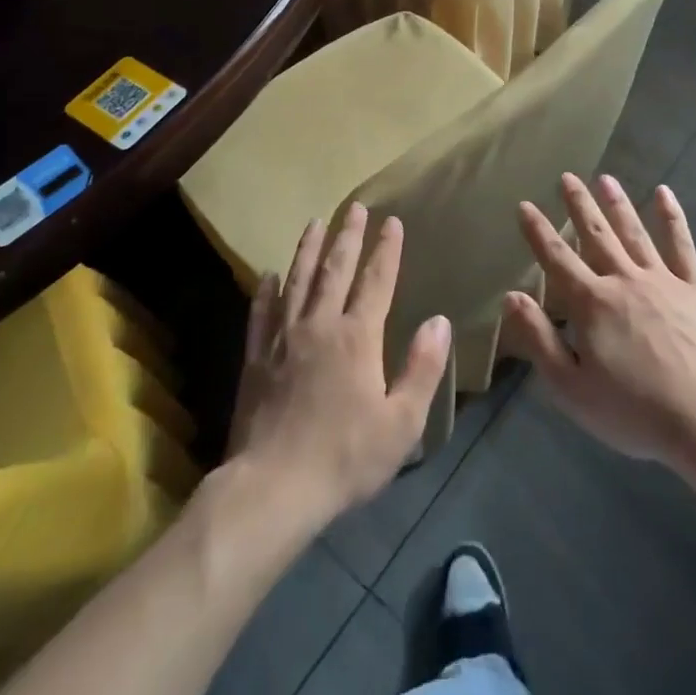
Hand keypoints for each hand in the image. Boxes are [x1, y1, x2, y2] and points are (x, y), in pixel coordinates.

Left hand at [227, 204, 451, 522]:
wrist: (273, 487)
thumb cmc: (345, 457)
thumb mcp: (402, 421)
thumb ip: (422, 367)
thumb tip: (439, 320)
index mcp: (357, 338)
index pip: (376, 281)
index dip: (386, 250)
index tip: (391, 221)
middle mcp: (319, 325)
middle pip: (335, 270)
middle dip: (348, 236)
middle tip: (354, 207)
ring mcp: (283, 339)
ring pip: (297, 281)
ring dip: (308, 249)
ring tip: (315, 222)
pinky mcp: (256, 358)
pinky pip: (261, 313)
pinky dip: (266, 291)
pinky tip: (269, 275)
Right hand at [503, 173, 695, 470]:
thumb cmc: (632, 410)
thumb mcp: (571, 387)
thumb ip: (539, 339)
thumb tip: (510, 296)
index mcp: (591, 304)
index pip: (556, 259)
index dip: (537, 232)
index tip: (524, 205)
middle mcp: (624, 281)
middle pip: (596, 236)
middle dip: (578, 206)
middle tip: (567, 177)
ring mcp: (663, 281)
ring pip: (634, 233)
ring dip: (617, 204)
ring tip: (605, 178)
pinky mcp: (695, 290)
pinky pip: (682, 246)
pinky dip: (672, 218)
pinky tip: (664, 193)